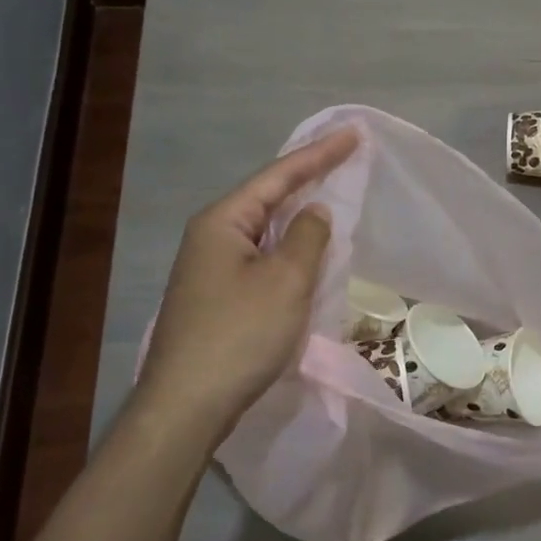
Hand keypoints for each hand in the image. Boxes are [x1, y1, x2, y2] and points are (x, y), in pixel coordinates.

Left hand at [133, 129, 359, 437]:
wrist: (187, 406)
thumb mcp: (286, 280)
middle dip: (308, 178)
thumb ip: (307, 236)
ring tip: (331, 193)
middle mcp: (211, 236)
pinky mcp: (216, 296)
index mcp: (223, 221)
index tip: (354, 134)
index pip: (278, 175)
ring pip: (264, 229)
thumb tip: (315, 211)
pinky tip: (305, 250)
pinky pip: (260, 256)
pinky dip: (288, 247)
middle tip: (346, 158)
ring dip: (298, 214)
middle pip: (267, 196)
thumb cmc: (240, 334)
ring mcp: (210, 268)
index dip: (319, 154)